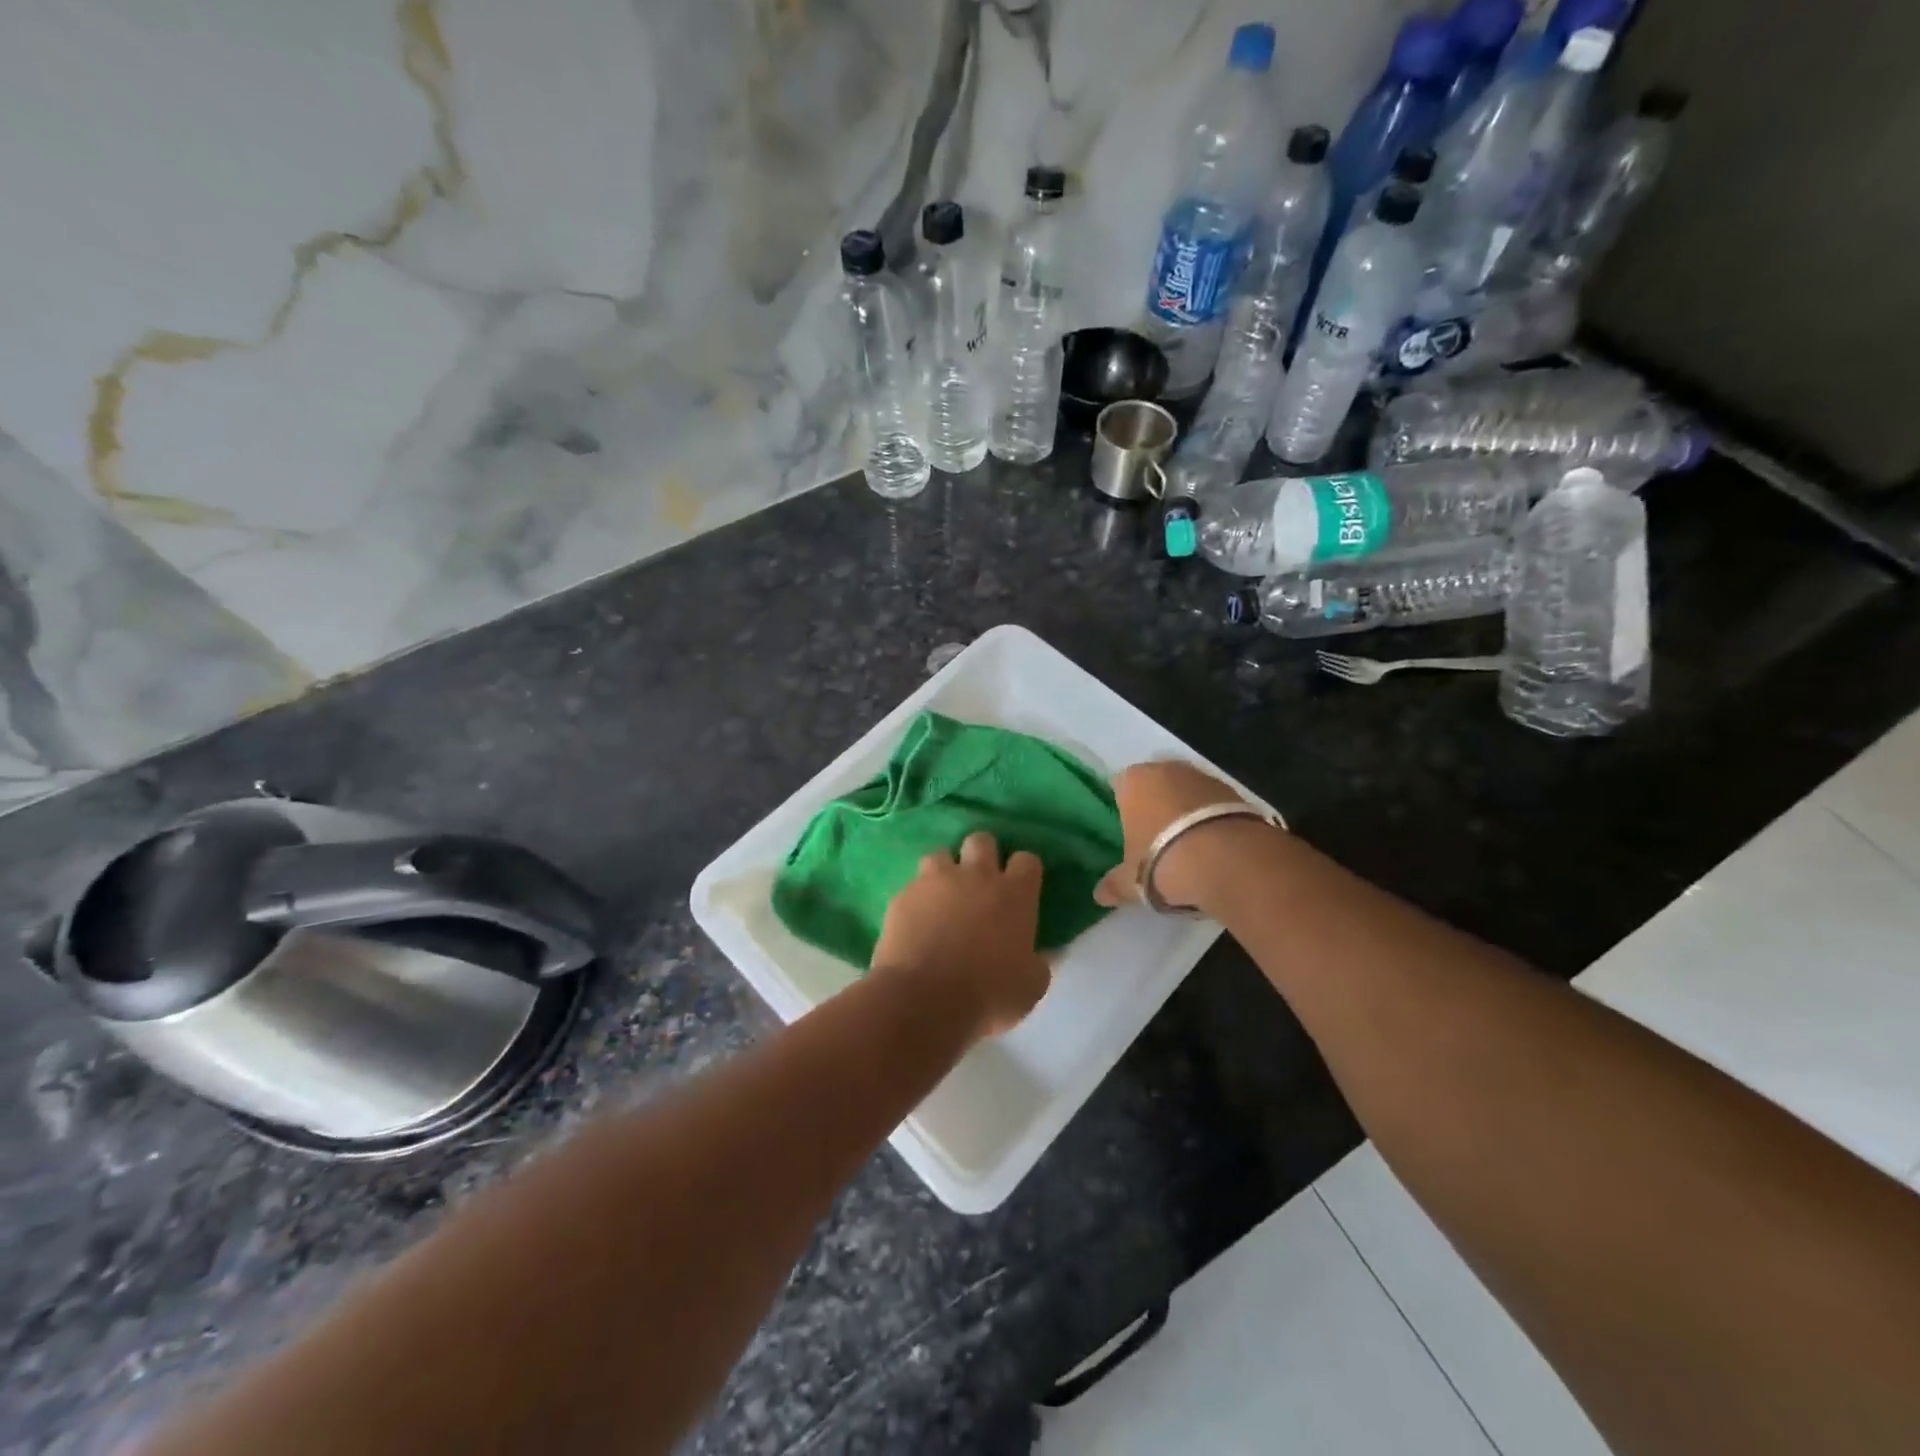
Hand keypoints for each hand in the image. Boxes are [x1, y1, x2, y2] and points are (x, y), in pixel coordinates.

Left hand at [870, 832, 1050, 1038]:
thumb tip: (1039, 955)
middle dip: (983, 855)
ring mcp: (936, 881)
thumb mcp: (1031, 986)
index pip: (1027, 860)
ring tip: (943, 897)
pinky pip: (912, 886)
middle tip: (980, 884)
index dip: (1024, 872)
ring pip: (941, 854)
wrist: (924, 999)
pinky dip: (917, 899)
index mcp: (1014, 894)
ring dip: (945, 871)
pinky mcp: (903, 895)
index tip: (1021, 890)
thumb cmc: (988, 993)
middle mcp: (976, 876)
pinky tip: (917, 921)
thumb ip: (1037, 962)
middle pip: (982, 841)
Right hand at [1094, 761, 1267, 914]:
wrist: (1229, 861)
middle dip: (1155, 806)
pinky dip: (1211, 820)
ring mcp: (1204, 777)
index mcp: (1134, 780)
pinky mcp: (1236, 792)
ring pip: (1186, 792)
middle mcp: (1168, 769)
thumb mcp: (1131, 880)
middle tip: (1155, 841)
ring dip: (1185, 812)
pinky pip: (1214, 804)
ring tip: (1188, 847)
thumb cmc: (1163, 860)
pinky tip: (1213, 847)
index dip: (1121, 807)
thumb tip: (1099, 895)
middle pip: (1155, 785)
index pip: (1119, 785)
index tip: (1126, 832)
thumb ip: (1114, 884)